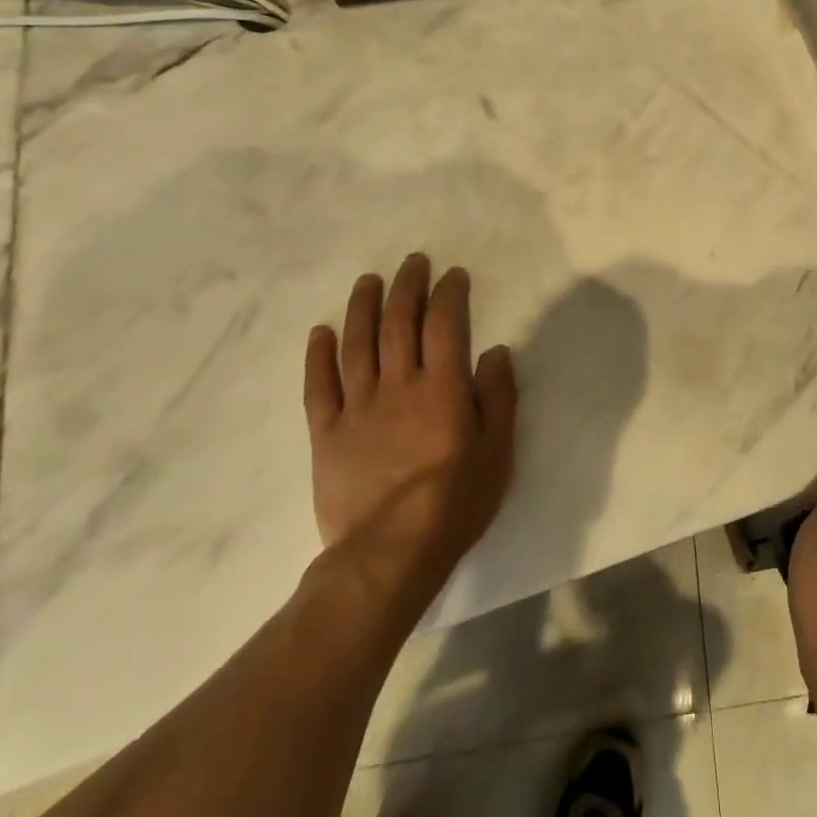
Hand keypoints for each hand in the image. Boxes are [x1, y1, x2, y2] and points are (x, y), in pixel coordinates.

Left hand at [302, 253, 516, 614]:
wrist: (390, 554)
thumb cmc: (455, 502)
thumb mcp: (497, 451)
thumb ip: (498, 397)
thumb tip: (495, 351)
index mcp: (442, 388)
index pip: (444, 325)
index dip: (448, 294)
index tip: (453, 275)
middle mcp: (399, 386)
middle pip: (399, 323)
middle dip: (407, 287)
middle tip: (413, 262)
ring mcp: (358, 408)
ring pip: (357, 344)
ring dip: (363, 307)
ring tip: (368, 281)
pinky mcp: (327, 434)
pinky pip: (319, 387)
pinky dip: (319, 356)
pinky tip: (321, 332)